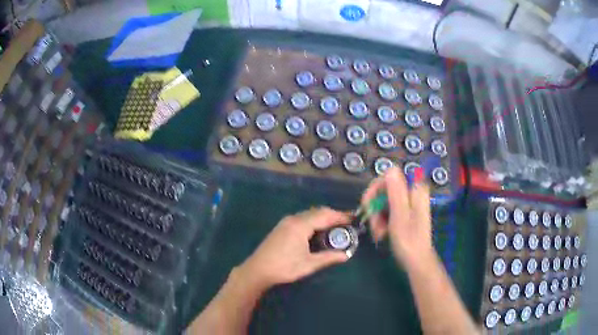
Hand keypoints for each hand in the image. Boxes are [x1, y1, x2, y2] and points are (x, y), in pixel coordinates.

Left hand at [237, 207, 350, 289]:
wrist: (257, 270)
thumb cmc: (284, 267)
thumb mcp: (309, 264)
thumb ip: (328, 258)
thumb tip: (346, 255)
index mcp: (301, 225)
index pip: (325, 215)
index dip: (340, 216)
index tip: (353, 219)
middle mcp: (293, 219)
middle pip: (317, 212)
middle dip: (333, 215)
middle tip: (346, 223)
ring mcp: (286, 222)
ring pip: (309, 215)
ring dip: (323, 218)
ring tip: (335, 227)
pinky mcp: (282, 227)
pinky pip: (302, 219)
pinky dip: (314, 221)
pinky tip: (318, 231)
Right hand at [361, 167, 432, 266]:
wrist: (416, 261)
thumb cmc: (408, 241)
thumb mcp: (399, 216)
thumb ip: (396, 191)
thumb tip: (390, 168)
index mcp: (414, 190)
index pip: (389, 176)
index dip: (376, 189)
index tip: (368, 205)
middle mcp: (412, 193)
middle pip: (385, 189)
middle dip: (375, 206)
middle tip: (373, 224)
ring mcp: (408, 203)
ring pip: (384, 201)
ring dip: (377, 217)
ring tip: (378, 233)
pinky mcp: (405, 213)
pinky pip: (388, 210)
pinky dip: (382, 221)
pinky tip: (381, 234)